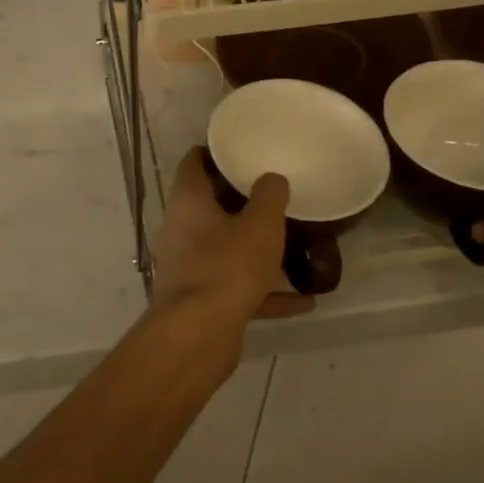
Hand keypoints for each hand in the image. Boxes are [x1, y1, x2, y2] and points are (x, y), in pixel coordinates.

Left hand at [150, 148, 314, 329]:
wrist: (199, 334)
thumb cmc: (228, 267)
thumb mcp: (260, 224)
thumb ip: (269, 196)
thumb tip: (271, 178)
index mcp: (188, 203)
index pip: (192, 164)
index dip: (212, 153)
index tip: (238, 149)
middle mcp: (181, 232)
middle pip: (207, 208)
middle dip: (238, 202)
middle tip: (272, 193)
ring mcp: (188, 269)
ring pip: (223, 251)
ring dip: (253, 250)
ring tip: (289, 244)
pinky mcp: (201, 303)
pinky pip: (236, 289)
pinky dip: (264, 292)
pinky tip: (302, 301)